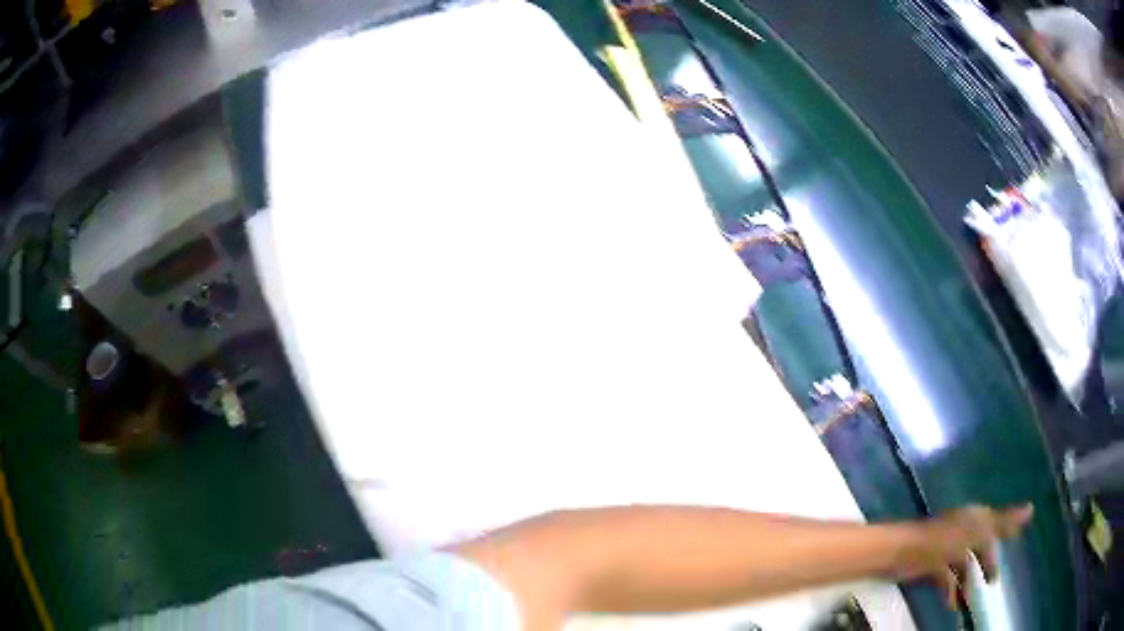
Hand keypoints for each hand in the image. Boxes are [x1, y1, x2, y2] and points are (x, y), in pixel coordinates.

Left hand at [896, 504, 1033, 608]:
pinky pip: (945, 577)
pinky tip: (953, 604)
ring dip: (967, 581)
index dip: (1005, 531)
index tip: (1016, 541)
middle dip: (986, 563)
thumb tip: (1031, 509)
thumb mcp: (977, 531)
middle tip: (993, 582)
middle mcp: (961, 529)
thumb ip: (1003, 523)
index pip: (995, 523)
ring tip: (971, 600)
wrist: (900, 553)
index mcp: (973, 517)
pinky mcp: (929, 565)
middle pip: (979, 546)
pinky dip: (950, 590)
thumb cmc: (941, 540)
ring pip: (962, 564)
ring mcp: (944, 548)